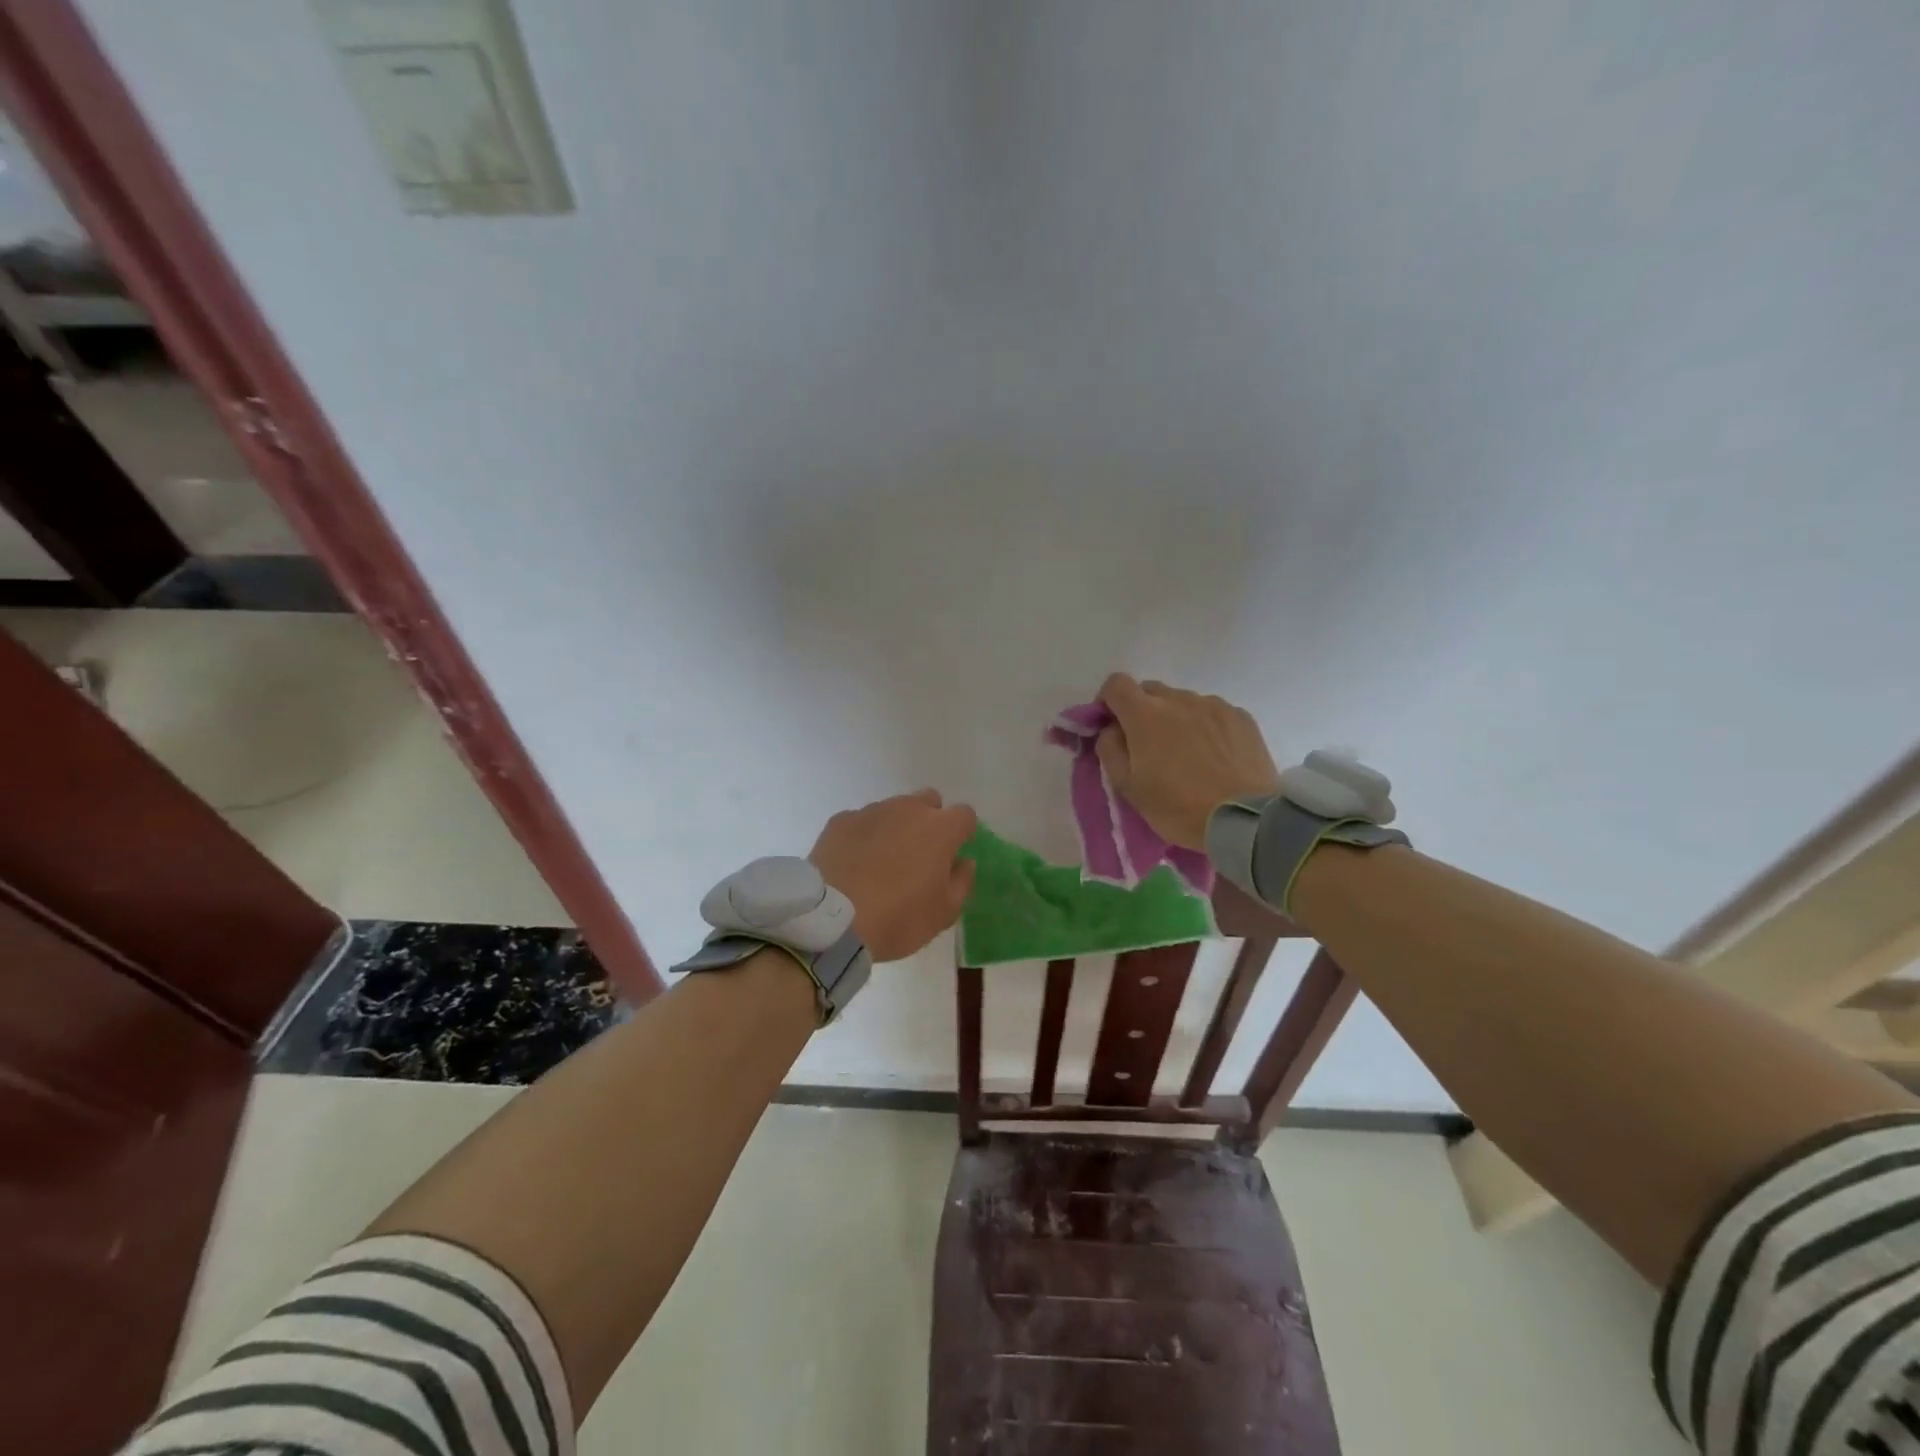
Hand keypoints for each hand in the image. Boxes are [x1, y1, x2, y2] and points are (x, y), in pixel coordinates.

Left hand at [809, 790, 977, 961]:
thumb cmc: (898, 918)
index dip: (962, 832)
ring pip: (893, 809)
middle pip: (928, 801)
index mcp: (940, 829)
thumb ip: (962, 882)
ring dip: (895, 827)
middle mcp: (908, 809)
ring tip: (882, 861)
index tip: (954, 853)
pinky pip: (861, 821)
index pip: (964, 815)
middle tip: (920, 854)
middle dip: (930, 820)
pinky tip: (854, 862)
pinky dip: (864, 836)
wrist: (833, 921)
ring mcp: (871, 812)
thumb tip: (963, 862)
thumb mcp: (944, 913)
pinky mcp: (840, 821)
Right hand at [1095, 673, 1280, 850]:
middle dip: (1141, 711)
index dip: (1108, 701)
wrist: (1245, 820)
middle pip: (1150, 690)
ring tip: (1187, 755)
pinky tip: (1214, 756)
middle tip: (1148, 747)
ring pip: (1183, 702)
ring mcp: (1214, 705)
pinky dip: (1205, 726)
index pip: (1116, 684)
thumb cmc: (1178, 807)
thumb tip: (1111, 729)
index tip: (1111, 726)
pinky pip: (1212, 712)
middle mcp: (1179, 699)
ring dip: (1175, 719)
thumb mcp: (1128, 787)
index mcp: (1145, 714)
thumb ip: (1110, 749)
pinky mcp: (1241, 716)